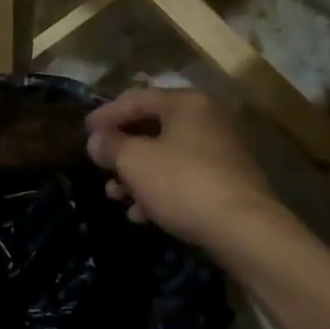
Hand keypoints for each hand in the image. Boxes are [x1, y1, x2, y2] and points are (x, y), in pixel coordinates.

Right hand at [85, 88, 278, 250]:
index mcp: (186, 103)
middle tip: (100, 168)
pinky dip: (159, 190)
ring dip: (137, 175)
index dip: (106, 114)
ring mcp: (221, 151)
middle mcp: (207, 119)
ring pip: (167, 156)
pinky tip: (142, 215)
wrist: (245, 230)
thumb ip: (110, 146)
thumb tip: (96, 141)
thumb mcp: (135, 162)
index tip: (84, 133)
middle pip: (152, 127)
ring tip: (116, 197)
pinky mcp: (228, 182)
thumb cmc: (183, 183)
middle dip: (122, 151)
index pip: (136, 98)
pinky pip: (184, 177)